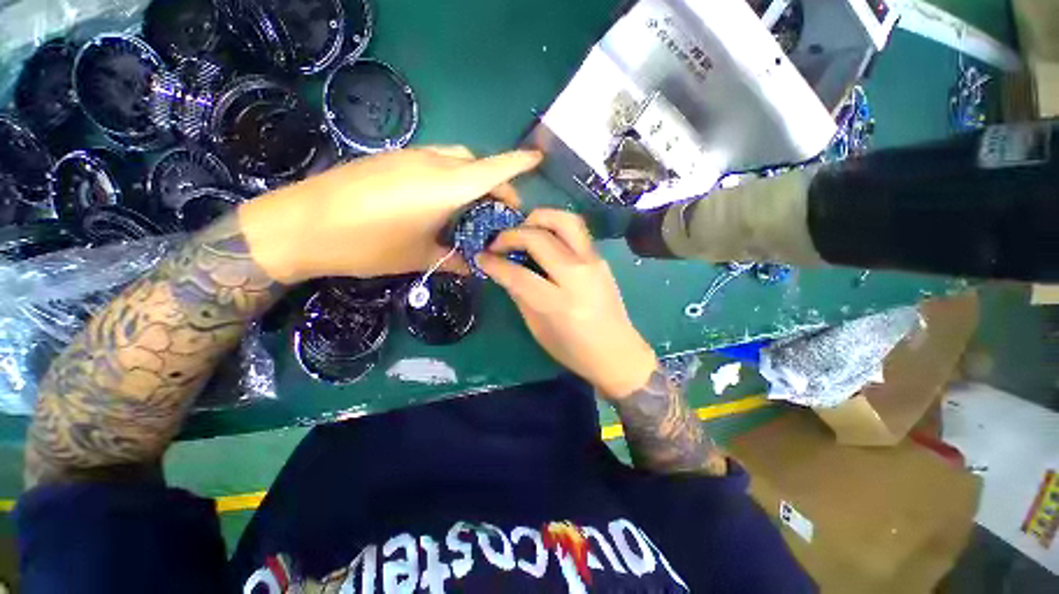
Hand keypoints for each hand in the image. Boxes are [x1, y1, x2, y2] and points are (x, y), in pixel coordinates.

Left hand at [238, 146, 541, 282]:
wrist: (300, 225)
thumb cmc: (368, 245)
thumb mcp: (418, 257)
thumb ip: (454, 259)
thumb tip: (475, 266)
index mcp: (446, 187)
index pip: (494, 169)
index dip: (520, 164)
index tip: (539, 159)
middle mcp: (432, 163)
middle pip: (477, 162)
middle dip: (495, 182)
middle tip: (498, 211)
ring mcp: (408, 157)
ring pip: (455, 159)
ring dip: (471, 178)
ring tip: (471, 208)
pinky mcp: (391, 159)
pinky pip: (433, 161)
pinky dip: (449, 177)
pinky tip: (440, 202)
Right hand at [478, 209, 656, 399]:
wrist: (617, 353)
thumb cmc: (573, 349)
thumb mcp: (538, 328)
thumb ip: (519, 295)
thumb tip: (503, 271)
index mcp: (558, 303)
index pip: (518, 274)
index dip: (494, 263)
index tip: (481, 257)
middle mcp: (577, 275)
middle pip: (539, 238)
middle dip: (511, 235)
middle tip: (498, 243)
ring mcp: (593, 262)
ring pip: (564, 220)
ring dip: (537, 218)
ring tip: (523, 230)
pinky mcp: (601, 258)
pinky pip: (576, 230)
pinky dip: (554, 226)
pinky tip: (543, 239)